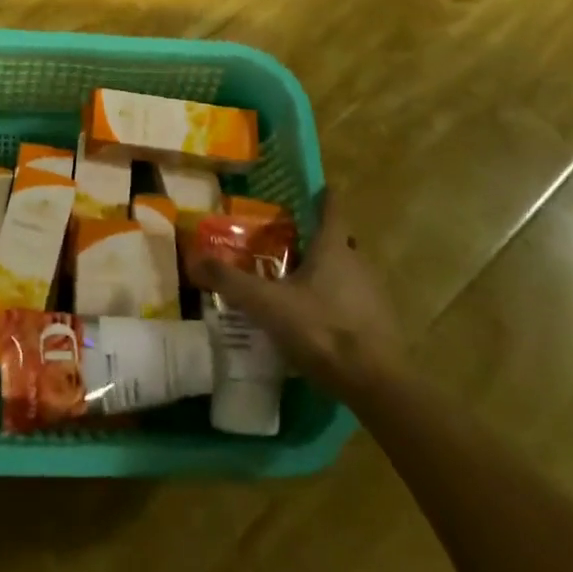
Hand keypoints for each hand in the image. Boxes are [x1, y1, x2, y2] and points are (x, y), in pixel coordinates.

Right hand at [194, 192, 403, 399]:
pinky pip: (353, 302)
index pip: (332, 209)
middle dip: (316, 240)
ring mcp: (373, 294)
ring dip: (326, 273)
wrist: (375, 383)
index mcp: (333, 248)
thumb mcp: (267, 304)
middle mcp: (357, 263)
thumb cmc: (321, 329)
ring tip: (296, 283)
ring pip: (347, 272)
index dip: (323, 196)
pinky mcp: (379, 324)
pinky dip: (335, 302)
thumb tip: (193, 258)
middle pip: (338, 242)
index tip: (316, 188)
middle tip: (288, 242)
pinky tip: (314, 320)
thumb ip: (231, 281)